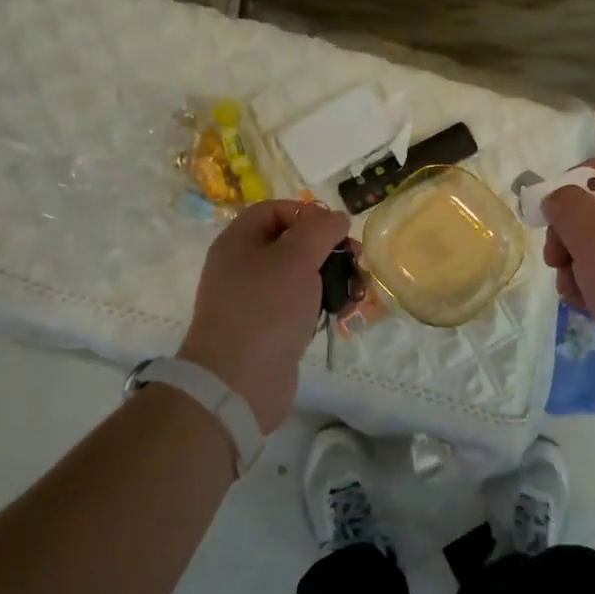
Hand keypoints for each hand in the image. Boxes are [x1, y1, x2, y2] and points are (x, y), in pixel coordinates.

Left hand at [178, 199, 350, 433]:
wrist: (238, 383)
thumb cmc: (266, 310)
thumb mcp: (296, 258)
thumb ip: (320, 230)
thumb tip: (336, 218)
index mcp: (239, 241)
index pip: (275, 210)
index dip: (308, 213)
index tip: (337, 230)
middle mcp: (243, 266)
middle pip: (293, 243)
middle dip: (329, 249)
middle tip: (356, 262)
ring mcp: (256, 299)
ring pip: (301, 276)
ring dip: (332, 278)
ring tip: (357, 291)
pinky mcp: (270, 328)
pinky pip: (300, 305)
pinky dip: (323, 304)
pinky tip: (343, 313)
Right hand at [542, 156, 594, 412]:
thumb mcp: (594, 238)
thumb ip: (567, 206)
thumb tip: (557, 197)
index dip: (572, 180)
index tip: (549, 212)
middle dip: (569, 233)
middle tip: (555, 259)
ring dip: (576, 266)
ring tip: (573, 292)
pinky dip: (594, 288)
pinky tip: (588, 308)